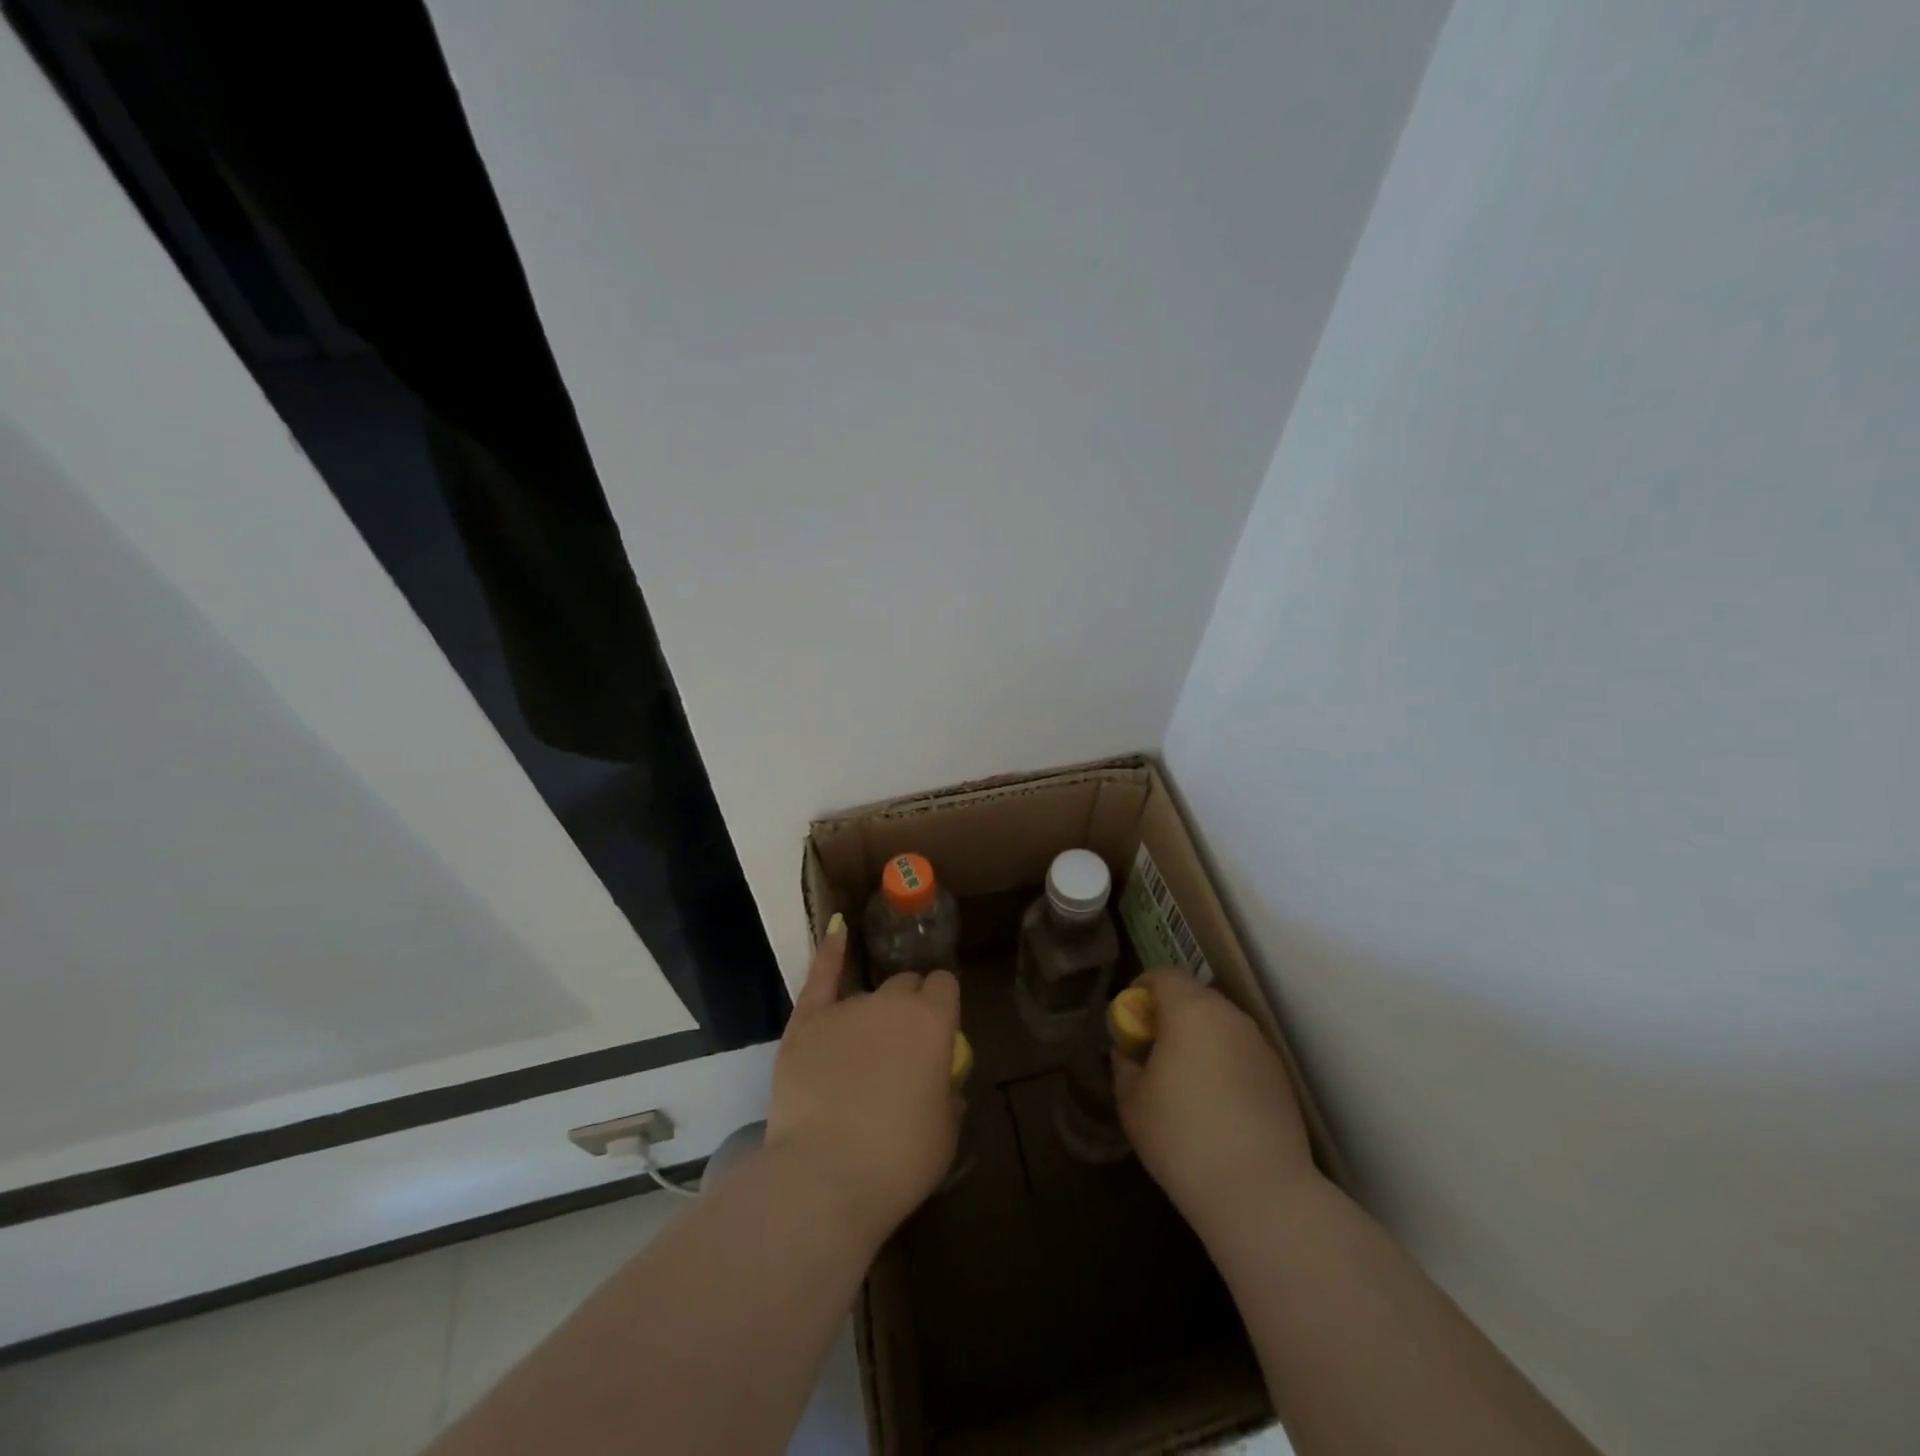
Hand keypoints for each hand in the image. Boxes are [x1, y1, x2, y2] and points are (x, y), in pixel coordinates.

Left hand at [764, 916, 962, 1245]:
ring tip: (862, 1052)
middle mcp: (891, 1002)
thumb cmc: (899, 1160)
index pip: (944, 986)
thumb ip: (947, 1093)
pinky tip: (836, 930)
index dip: (942, 1004)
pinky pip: (820, 977)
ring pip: (867, 993)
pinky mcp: (806, 1023)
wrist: (825, 1177)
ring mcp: (845, 1008)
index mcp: (933, 1021)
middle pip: (906, 985)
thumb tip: (940, 1080)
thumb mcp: (946, 1131)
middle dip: (909, 1005)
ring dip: (872, 1013)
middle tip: (902, 1047)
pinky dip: (829, 953)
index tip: (939, 1030)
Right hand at [1113, 969, 1315, 1230]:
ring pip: (1220, 1026)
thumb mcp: (1132, 1102)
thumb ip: (1124, 1067)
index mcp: (1191, 1010)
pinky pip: (1241, 1054)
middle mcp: (1229, 1017)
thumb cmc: (1183, 1136)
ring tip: (1184, 1082)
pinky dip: (1224, 1064)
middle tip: (1152, 1051)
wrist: (1261, 1192)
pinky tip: (1216, 1106)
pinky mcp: (1280, 1077)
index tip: (1130, 1021)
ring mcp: (1260, 1046)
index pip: (1163, 975)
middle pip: (1194, 998)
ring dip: (1199, 1040)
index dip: (1141, 990)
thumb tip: (1126, 1054)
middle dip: (1170, 1016)